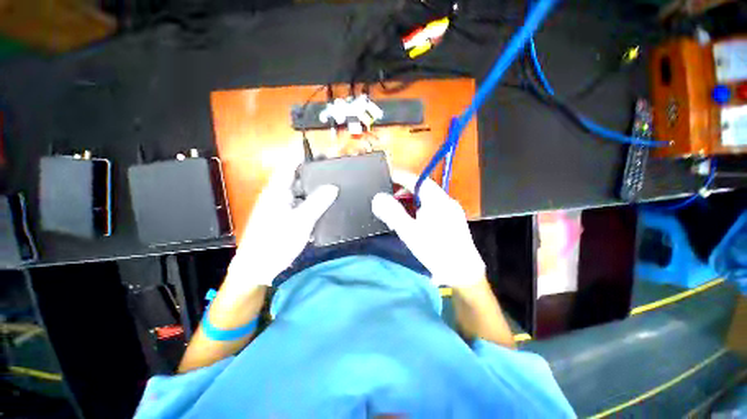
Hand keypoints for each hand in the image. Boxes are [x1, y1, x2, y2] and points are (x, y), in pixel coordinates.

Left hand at [225, 148, 337, 289]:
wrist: (257, 269)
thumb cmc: (275, 243)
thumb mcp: (301, 222)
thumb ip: (317, 203)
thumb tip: (333, 187)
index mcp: (277, 190)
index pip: (291, 164)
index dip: (305, 155)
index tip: (323, 153)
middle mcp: (278, 194)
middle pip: (298, 177)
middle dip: (315, 174)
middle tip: (334, 173)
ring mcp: (280, 206)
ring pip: (300, 192)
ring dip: (315, 190)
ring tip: (333, 189)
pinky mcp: (284, 217)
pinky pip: (300, 204)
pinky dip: (311, 203)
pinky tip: (323, 208)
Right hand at [372, 170, 484, 286]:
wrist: (463, 272)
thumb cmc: (435, 250)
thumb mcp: (409, 232)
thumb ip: (392, 213)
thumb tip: (378, 198)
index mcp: (436, 199)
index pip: (416, 180)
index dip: (401, 176)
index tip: (388, 176)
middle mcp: (446, 200)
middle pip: (423, 188)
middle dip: (405, 190)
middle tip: (391, 197)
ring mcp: (452, 210)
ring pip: (429, 198)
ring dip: (413, 199)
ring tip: (401, 209)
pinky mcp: (454, 219)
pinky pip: (435, 206)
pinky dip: (422, 207)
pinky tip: (417, 218)